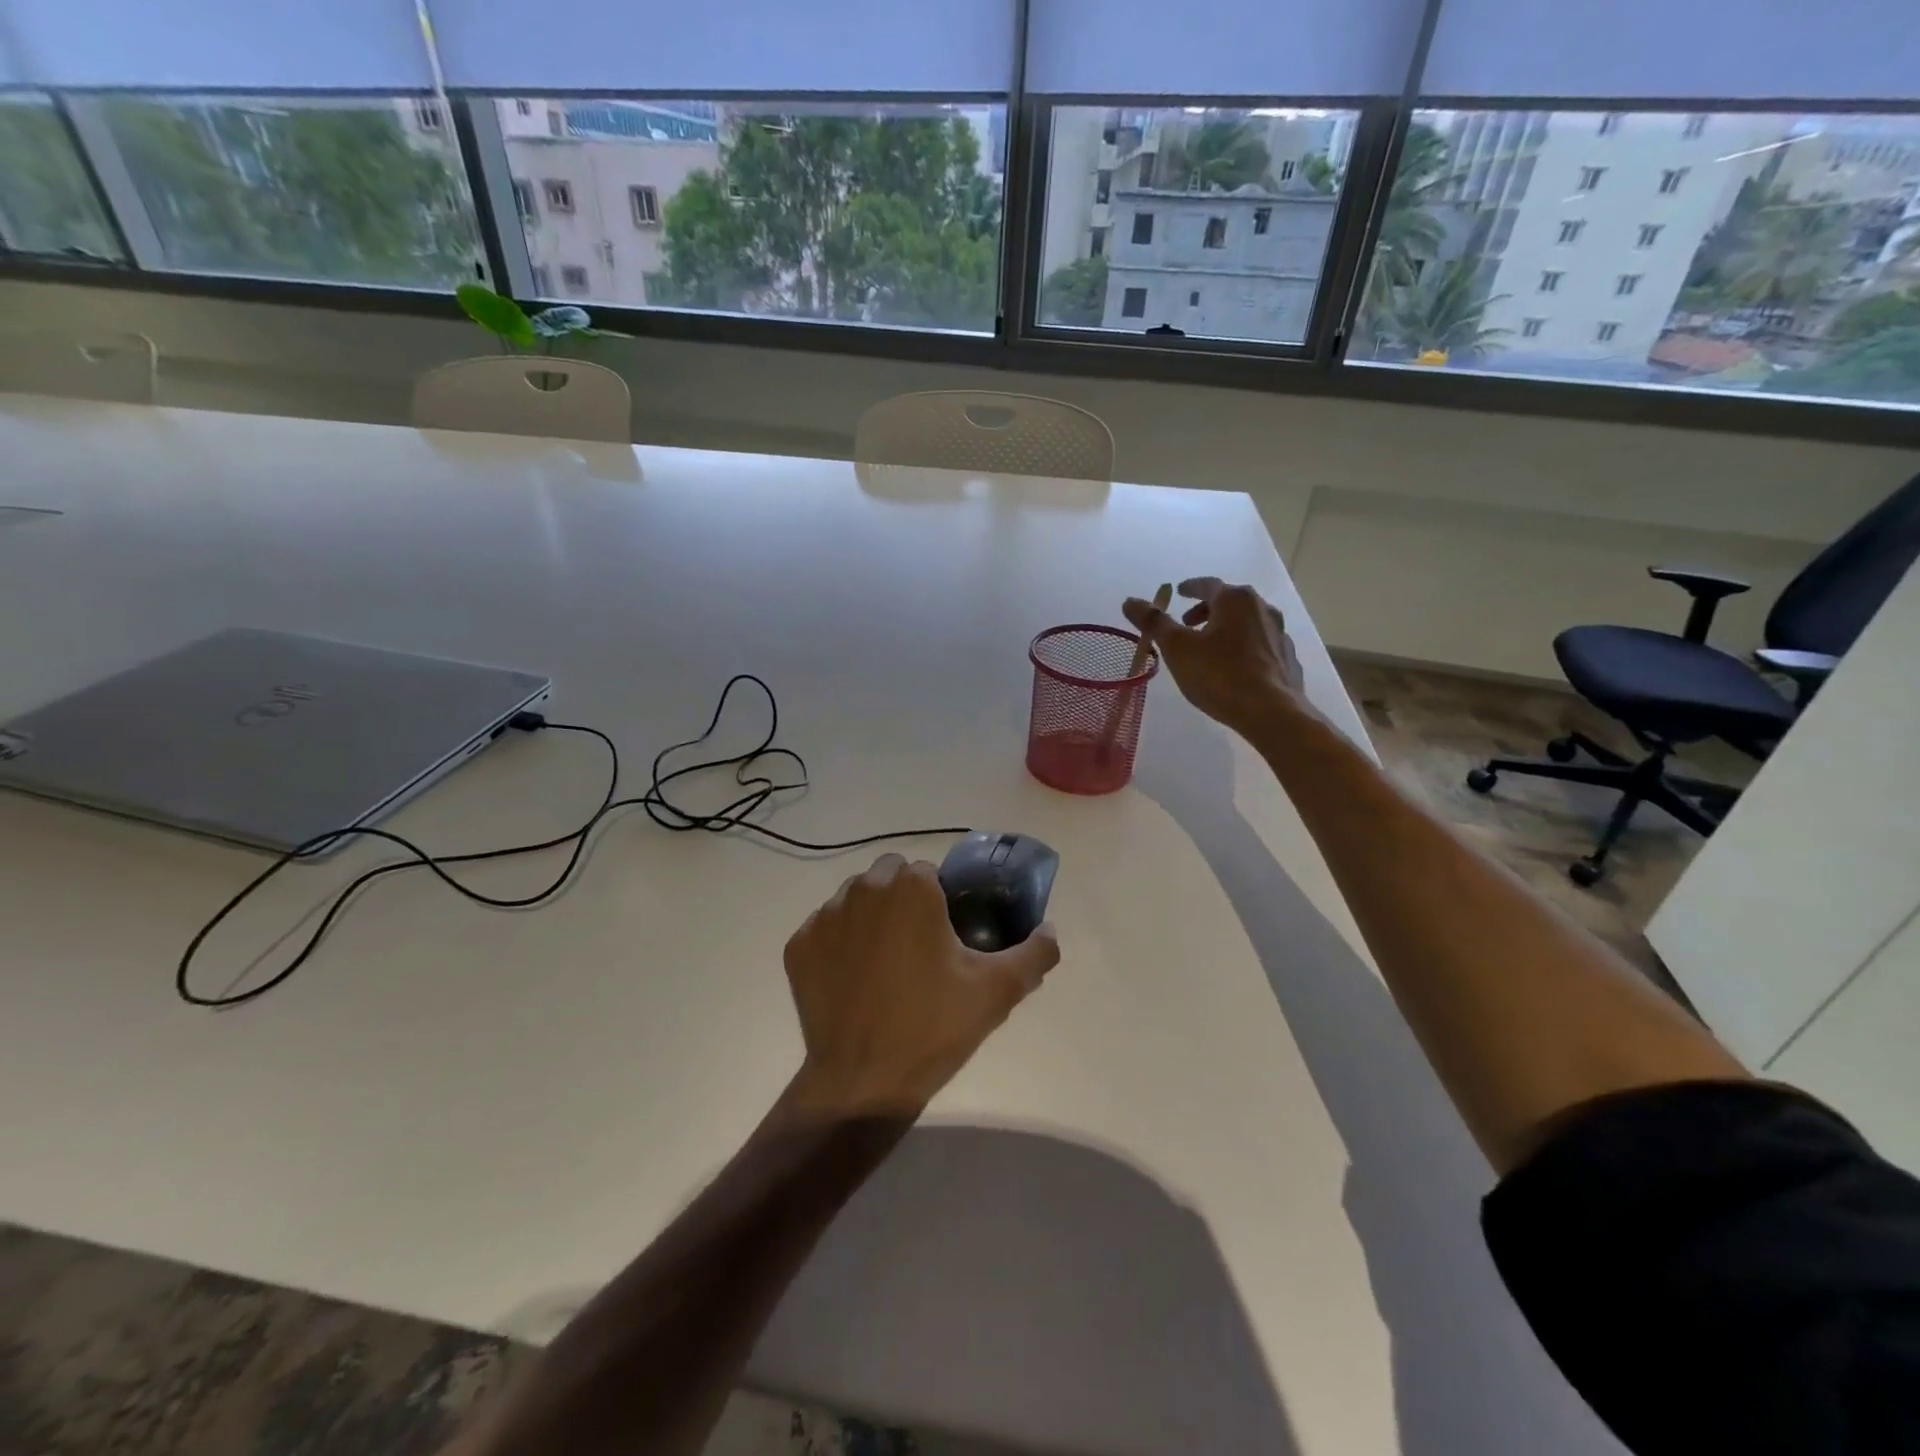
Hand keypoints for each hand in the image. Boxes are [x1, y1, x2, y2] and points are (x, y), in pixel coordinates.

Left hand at [783, 854, 1060, 1118]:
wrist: (862, 1083)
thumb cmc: (933, 1027)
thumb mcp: (998, 991)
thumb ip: (1035, 952)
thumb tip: (1049, 929)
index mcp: (911, 887)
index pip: (930, 874)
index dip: (942, 902)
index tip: (948, 936)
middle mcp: (863, 888)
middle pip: (890, 876)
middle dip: (904, 900)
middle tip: (920, 948)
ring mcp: (824, 917)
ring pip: (855, 899)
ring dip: (871, 917)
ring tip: (886, 965)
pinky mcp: (798, 946)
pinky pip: (825, 930)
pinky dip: (839, 945)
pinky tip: (853, 981)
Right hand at [1122, 577, 1309, 740]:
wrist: (1272, 712)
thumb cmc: (1220, 675)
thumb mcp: (1178, 648)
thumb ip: (1154, 623)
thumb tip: (1130, 601)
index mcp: (1235, 600)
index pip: (1208, 584)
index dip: (1189, 588)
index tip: (1178, 592)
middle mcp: (1262, 608)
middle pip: (1229, 601)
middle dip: (1206, 610)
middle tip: (1187, 625)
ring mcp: (1279, 634)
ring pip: (1247, 623)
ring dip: (1226, 628)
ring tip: (1209, 648)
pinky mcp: (1287, 659)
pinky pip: (1260, 645)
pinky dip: (1244, 648)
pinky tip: (1235, 667)